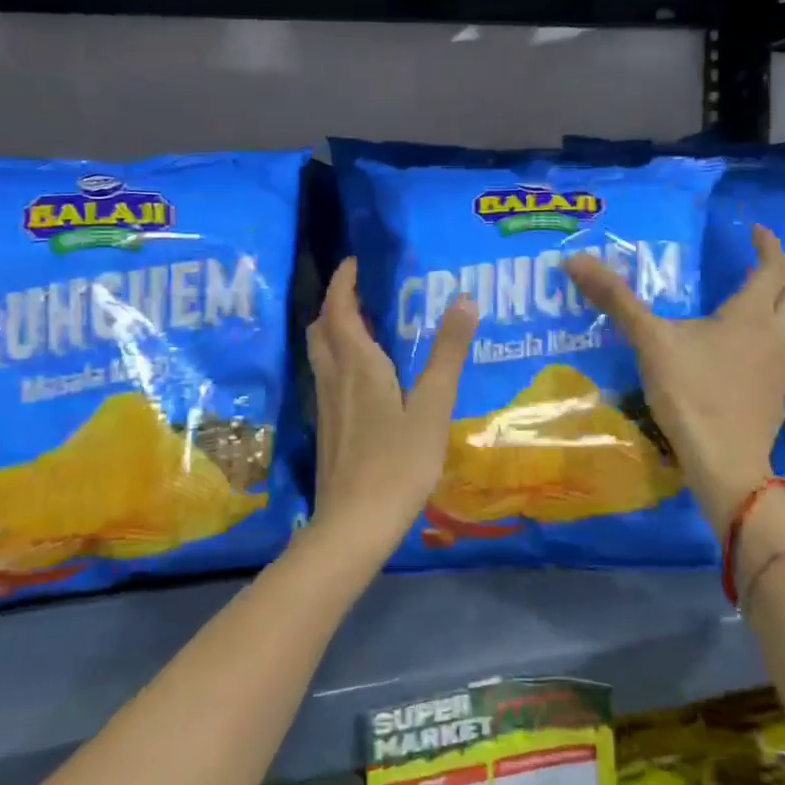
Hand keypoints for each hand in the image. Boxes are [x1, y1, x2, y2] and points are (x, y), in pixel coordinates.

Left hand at [304, 259, 477, 569]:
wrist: (355, 522)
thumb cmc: (399, 462)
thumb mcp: (432, 406)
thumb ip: (448, 353)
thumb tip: (464, 300)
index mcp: (358, 365)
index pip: (340, 309)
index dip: (343, 282)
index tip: (353, 262)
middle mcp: (335, 378)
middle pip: (321, 329)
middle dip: (334, 304)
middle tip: (358, 292)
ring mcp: (326, 406)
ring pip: (320, 354)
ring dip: (332, 331)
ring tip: (361, 327)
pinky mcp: (328, 429)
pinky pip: (326, 377)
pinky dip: (337, 359)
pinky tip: (361, 378)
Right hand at [564, 225, 784, 534]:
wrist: (725, 463)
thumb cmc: (691, 393)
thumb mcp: (649, 341)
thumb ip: (616, 300)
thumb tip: (575, 259)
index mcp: (750, 315)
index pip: (773, 267)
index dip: (768, 245)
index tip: (756, 231)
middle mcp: (774, 336)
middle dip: (776, 279)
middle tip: (752, 270)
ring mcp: (780, 370)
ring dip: (773, 312)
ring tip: (743, 312)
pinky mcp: (774, 398)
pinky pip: (777, 358)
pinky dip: (764, 345)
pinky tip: (736, 359)